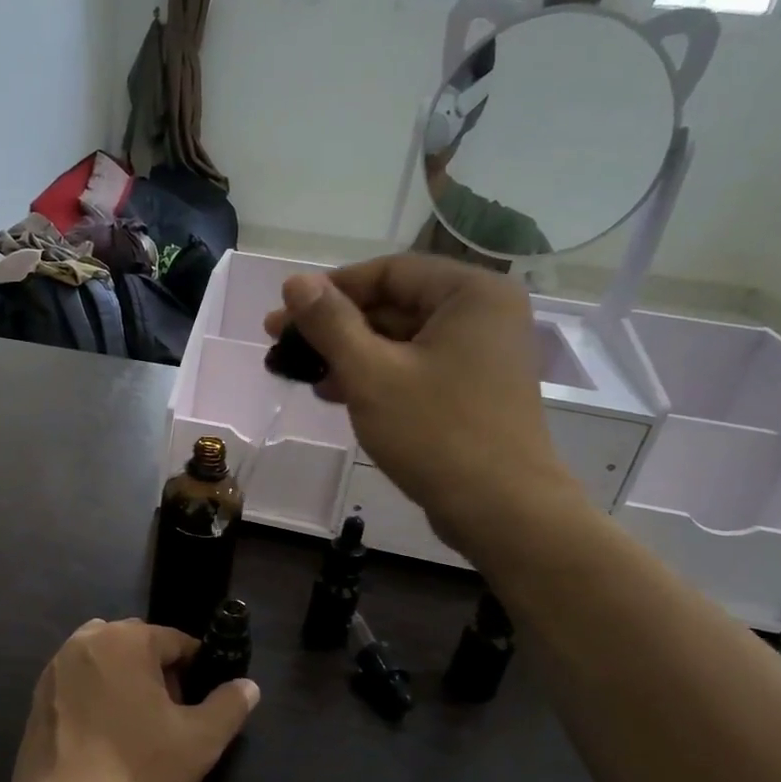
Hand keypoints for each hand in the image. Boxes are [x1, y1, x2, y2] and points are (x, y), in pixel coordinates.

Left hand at [11, 619, 258, 781]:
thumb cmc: (138, 768)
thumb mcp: (200, 740)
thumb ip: (229, 706)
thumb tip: (248, 686)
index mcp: (126, 639)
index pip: (175, 640)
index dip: (196, 669)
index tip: (202, 702)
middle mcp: (86, 640)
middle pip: (136, 645)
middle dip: (158, 672)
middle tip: (170, 716)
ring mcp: (55, 667)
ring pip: (104, 661)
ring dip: (124, 680)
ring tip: (136, 726)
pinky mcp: (36, 697)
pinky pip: (78, 683)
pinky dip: (95, 697)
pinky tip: (103, 737)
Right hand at [264, 254, 583, 555]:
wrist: (500, 509)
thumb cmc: (436, 433)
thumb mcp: (371, 374)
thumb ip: (330, 323)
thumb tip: (294, 281)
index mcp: (470, 293)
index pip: (387, 271)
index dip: (329, 289)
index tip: (284, 313)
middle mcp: (482, 313)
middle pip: (393, 304)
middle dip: (334, 326)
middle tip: (281, 345)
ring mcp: (479, 353)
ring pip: (399, 339)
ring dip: (348, 354)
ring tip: (300, 373)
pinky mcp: (470, 388)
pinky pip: (413, 366)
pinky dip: (374, 376)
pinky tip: (334, 393)